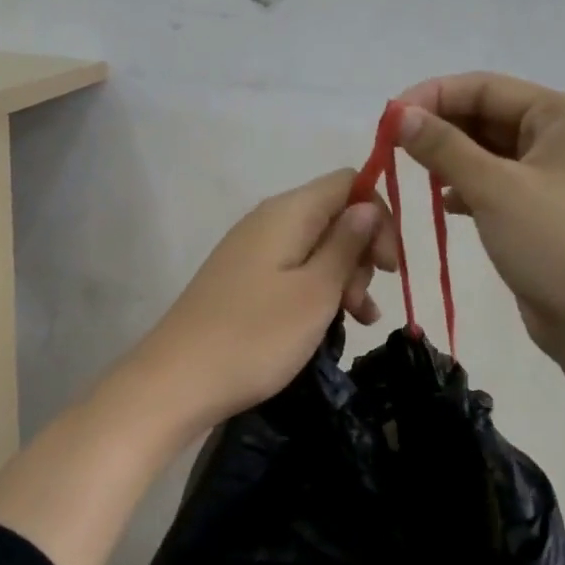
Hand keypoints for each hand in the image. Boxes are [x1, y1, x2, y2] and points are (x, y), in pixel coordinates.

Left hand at [131, 169, 397, 429]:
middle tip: (362, 302)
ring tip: (358, 321)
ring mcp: (252, 252)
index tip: (388, 266)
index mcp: (288, 213)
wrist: (176, 381)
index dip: (378, 217)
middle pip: (333, 216)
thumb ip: (346, 245)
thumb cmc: (256, 335)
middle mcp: (268, 221)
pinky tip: (332, 325)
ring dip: (344, 278)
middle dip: (361, 254)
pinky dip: (318, 292)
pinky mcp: (243, 281)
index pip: (348, 183)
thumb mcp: (315, 292)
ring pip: (316, 248)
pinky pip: (294, 272)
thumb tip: (366, 208)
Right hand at [395, 72, 564, 366]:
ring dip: (452, 159)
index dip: (433, 96)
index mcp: (562, 116)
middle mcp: (562, 137)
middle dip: (441, 128)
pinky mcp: (544, 210)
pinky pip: (498, 184)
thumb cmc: (554, 244)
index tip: (389, 118)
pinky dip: (469, 188)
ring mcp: (556, 176)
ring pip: (491, 152)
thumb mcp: (494, 189)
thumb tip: (400, 115)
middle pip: (488, 116)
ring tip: (414, 174)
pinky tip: (445, 205)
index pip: (486, 87)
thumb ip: (444, 147)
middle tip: (394, 148)